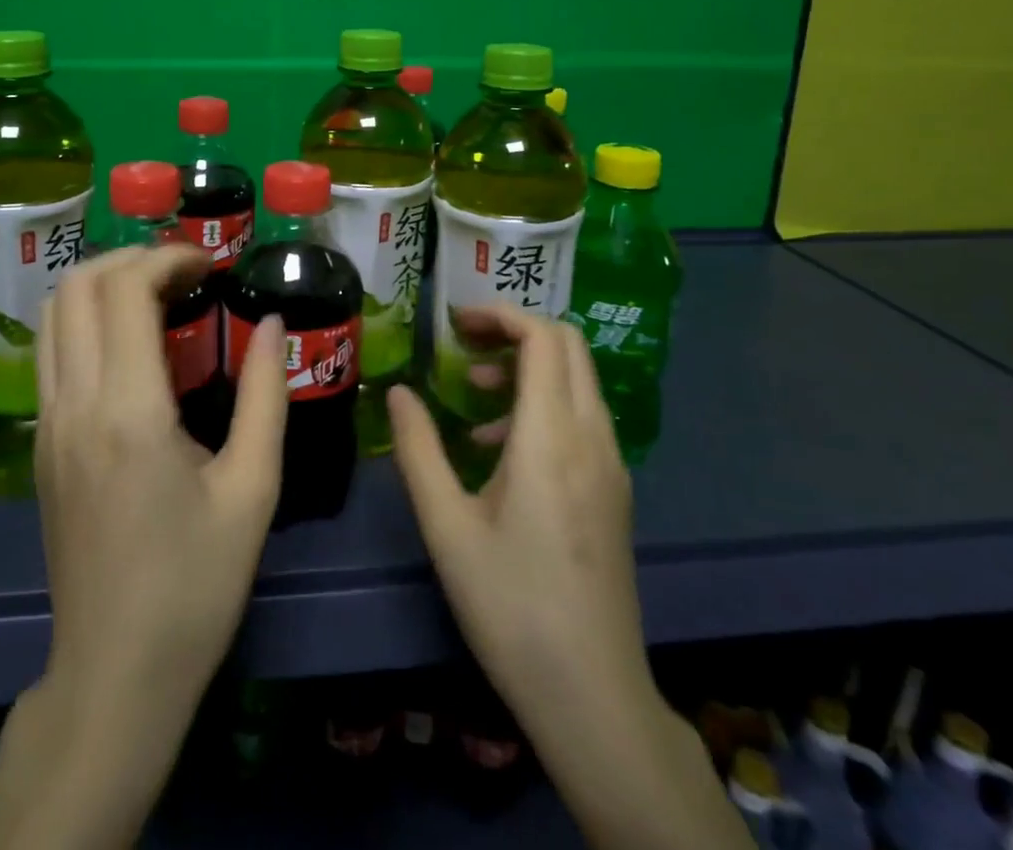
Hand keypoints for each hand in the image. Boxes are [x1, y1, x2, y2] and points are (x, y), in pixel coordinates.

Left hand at [35, 243, 287, 719]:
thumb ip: (265, 395)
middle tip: (183, 273)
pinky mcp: (39, 445)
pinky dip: (84, 319)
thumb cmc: (196, 585)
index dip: (168, 258)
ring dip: (101, 284)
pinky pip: (51, 352)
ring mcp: (47, 425)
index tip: (210, 263)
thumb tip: (272, 322)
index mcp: (129, 412)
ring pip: (52, 314)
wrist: (115, 675)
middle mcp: (74, 405)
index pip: (125, 291)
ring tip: (156, 295)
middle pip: (76, 286)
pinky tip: (129, 344)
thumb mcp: (253, 489)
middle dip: (131, 259)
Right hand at [389, 304, 648, 710]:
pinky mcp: (614, 491)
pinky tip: (500, 449)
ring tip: (474, 395)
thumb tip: (398, 391)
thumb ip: (418, 448)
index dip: (500, 315)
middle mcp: (593, 438)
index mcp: (553, 437)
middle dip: (515, 331)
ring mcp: (611, 465)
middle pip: (568, 347)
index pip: (543, 338)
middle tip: (463, 345)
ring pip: (577, 381)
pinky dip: (543, 405)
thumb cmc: (511, 606)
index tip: (455, 323)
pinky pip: (582, 418)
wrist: (593, 695)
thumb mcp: (447, 526)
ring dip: (528, 368)